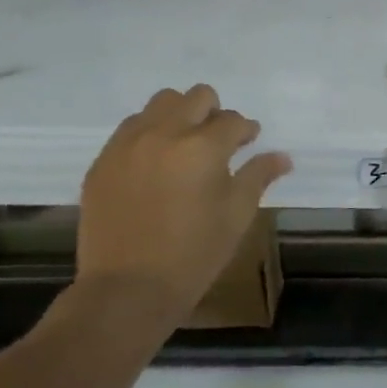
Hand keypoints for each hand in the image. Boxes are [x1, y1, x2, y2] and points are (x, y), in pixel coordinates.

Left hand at [78, 84, 291, 313]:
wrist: (126, 291)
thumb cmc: (193, 255)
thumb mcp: (236, 216)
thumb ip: (258, 177)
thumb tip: (283, 156)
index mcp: (203, 147)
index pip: (233, 121)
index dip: (246, 131)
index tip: (248, 142)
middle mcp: (164, 134)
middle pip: (197, 97)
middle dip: (214, 112)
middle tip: (217, 141)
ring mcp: (128, 145)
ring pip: (160, 103)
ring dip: (179, 115)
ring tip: (183, 145)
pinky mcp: (103, 161)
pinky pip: (130, 128)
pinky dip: (149, 133)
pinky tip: (154, 162)